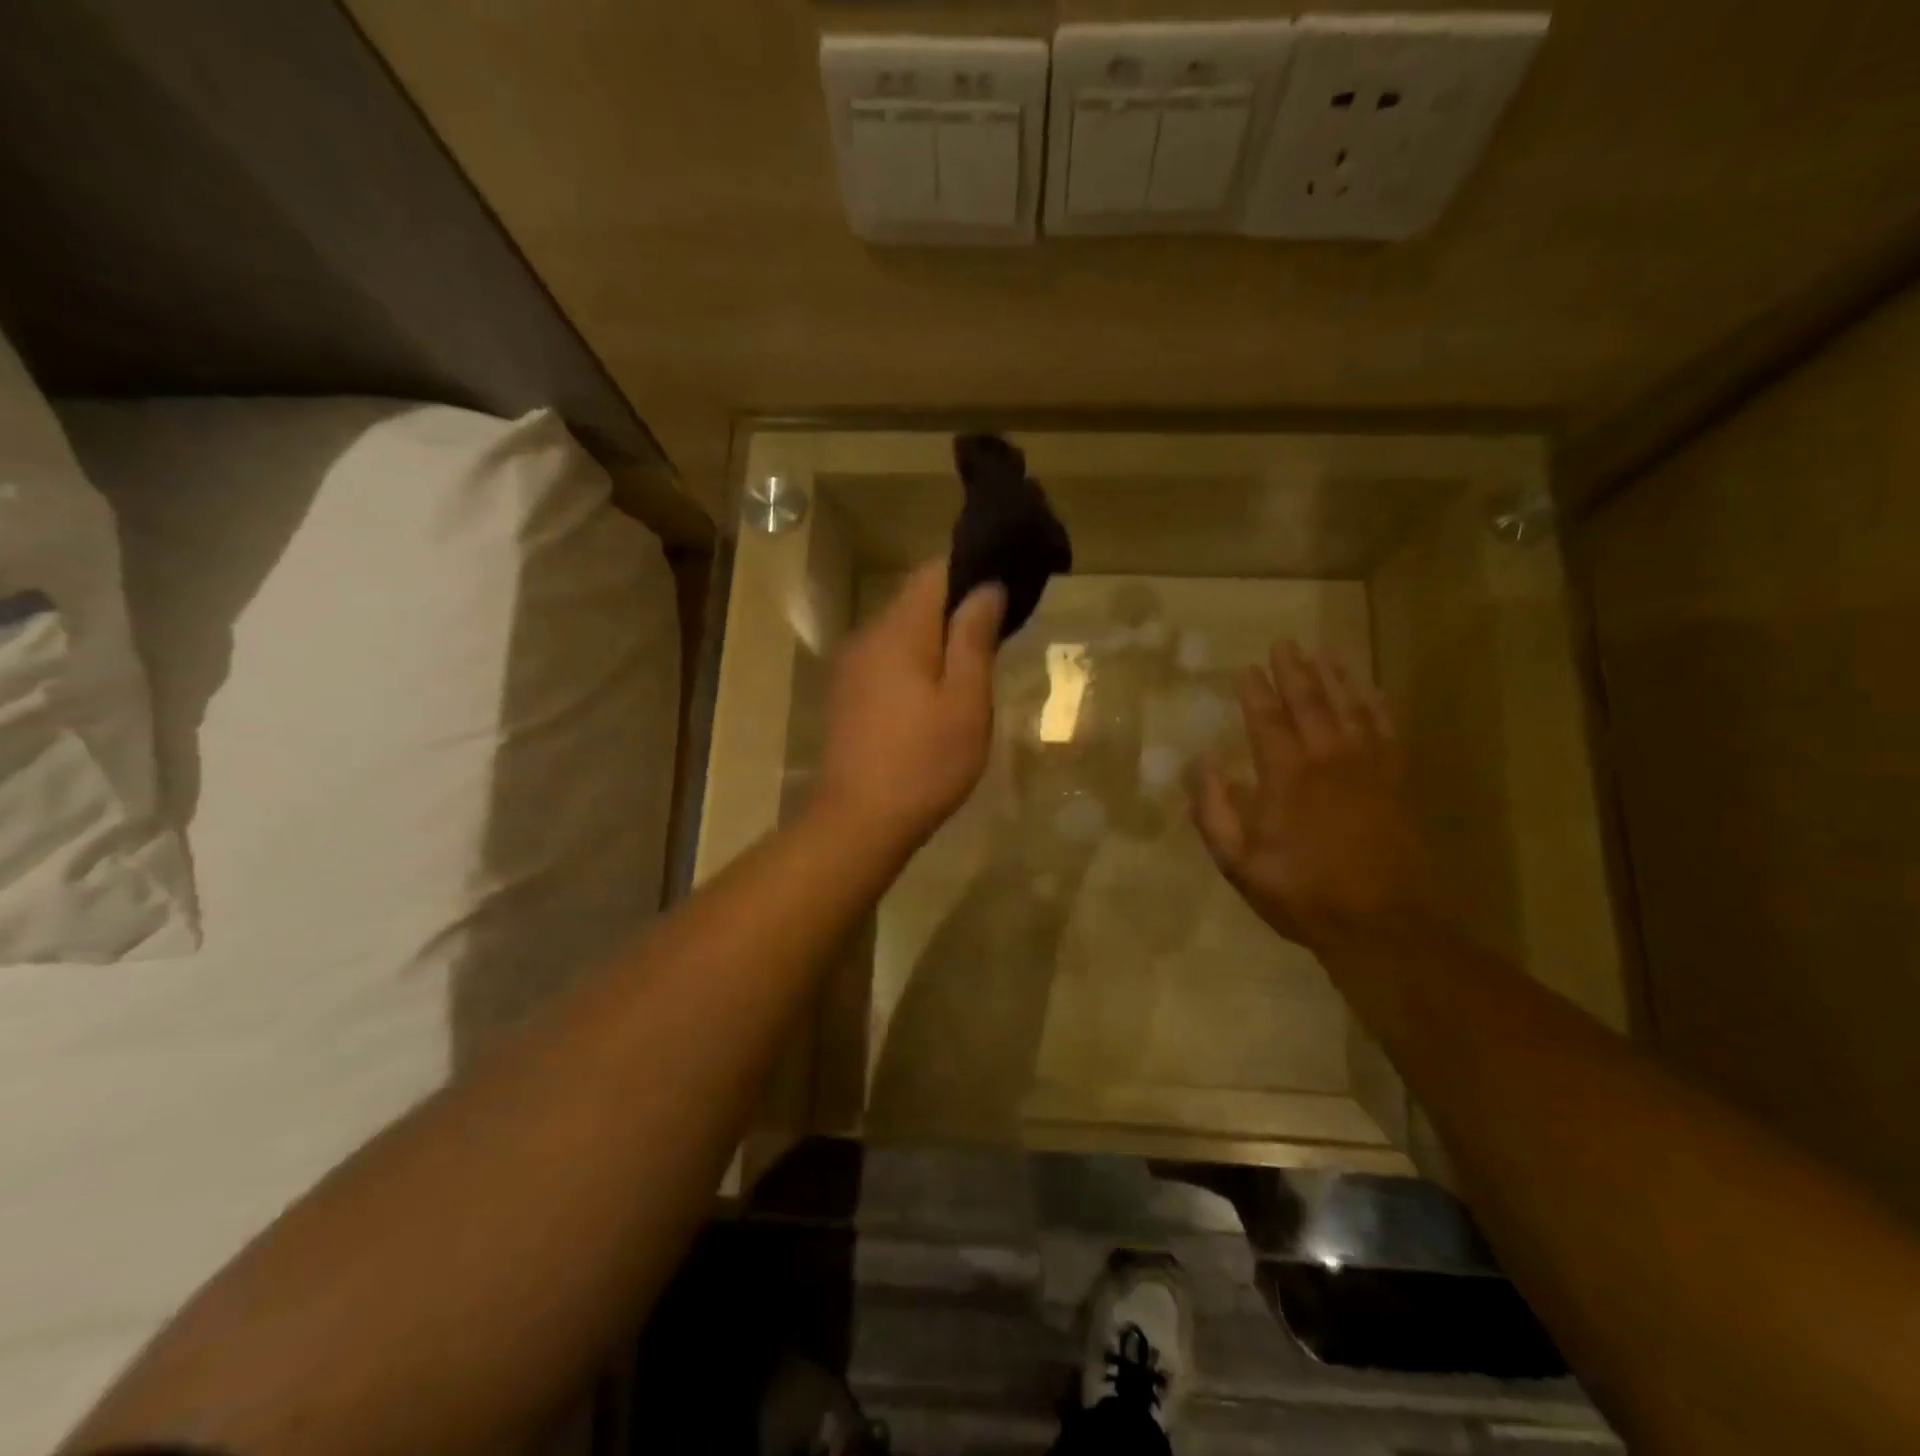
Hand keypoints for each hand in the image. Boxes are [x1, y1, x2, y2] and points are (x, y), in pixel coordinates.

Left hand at [814, 558, 1005, 851]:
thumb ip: (975, 637)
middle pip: (917, 599)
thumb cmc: (924, 762)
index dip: (972, 568)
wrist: (859, 821)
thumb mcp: (965, 700)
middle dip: (957, 605)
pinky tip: (937, 691)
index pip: (934, 572)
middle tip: (1001, 628)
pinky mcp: (848, 694)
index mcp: (900, 630)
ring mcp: (853, 666)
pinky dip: (917, 660)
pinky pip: (888, 658)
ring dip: (938, 636)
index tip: (1007, 582)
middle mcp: (869, 636)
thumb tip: (987, 587)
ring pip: (902, 631)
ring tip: (976, 661)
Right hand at [1187, 641, 1439, 955]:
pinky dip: (1378, 705)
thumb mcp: (1240, 863)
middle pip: (1311, 702)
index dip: (1255, 691)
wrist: (1386, 925)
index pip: (1267, 720)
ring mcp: (1369, 767)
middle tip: (1284, 643)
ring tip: (1324, 652)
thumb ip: (1214, 812)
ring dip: (1336, 677)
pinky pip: (1388, 730)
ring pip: (1352, 707)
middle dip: (1294, 671)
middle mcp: (1329, 759)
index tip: (1245, 669)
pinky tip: (1372, 690)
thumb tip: (1201, 765)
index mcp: (1287, 777)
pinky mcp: (1397, 781)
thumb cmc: (1303, 894)